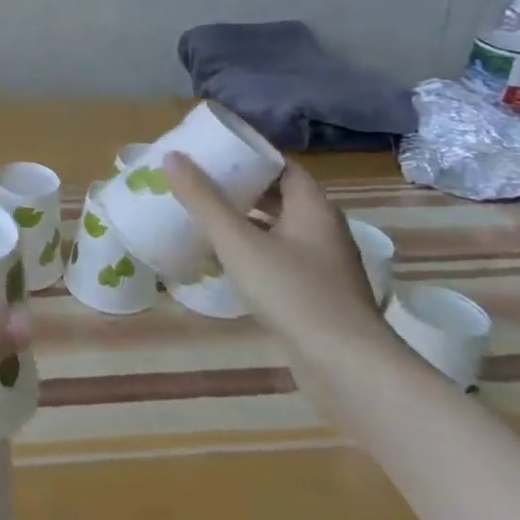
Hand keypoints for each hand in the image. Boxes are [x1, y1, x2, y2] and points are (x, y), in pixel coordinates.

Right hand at [164, 155, 388, 373]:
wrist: (346, 368)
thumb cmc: (294, 293)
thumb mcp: (239, 242)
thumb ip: (204, 200)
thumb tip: (173, 157)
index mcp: (313, 208)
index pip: (281, 165)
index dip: (248, 155)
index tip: (211, 151)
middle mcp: (322, 230)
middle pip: (277, 196)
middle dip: (238, 187)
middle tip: (196, 181)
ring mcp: (321, 265)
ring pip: (275, 229)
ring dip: (241, 221)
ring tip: (199, 215)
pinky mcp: (314, 295)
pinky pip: (276, 258)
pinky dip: (249, 251)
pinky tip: (219, 260)